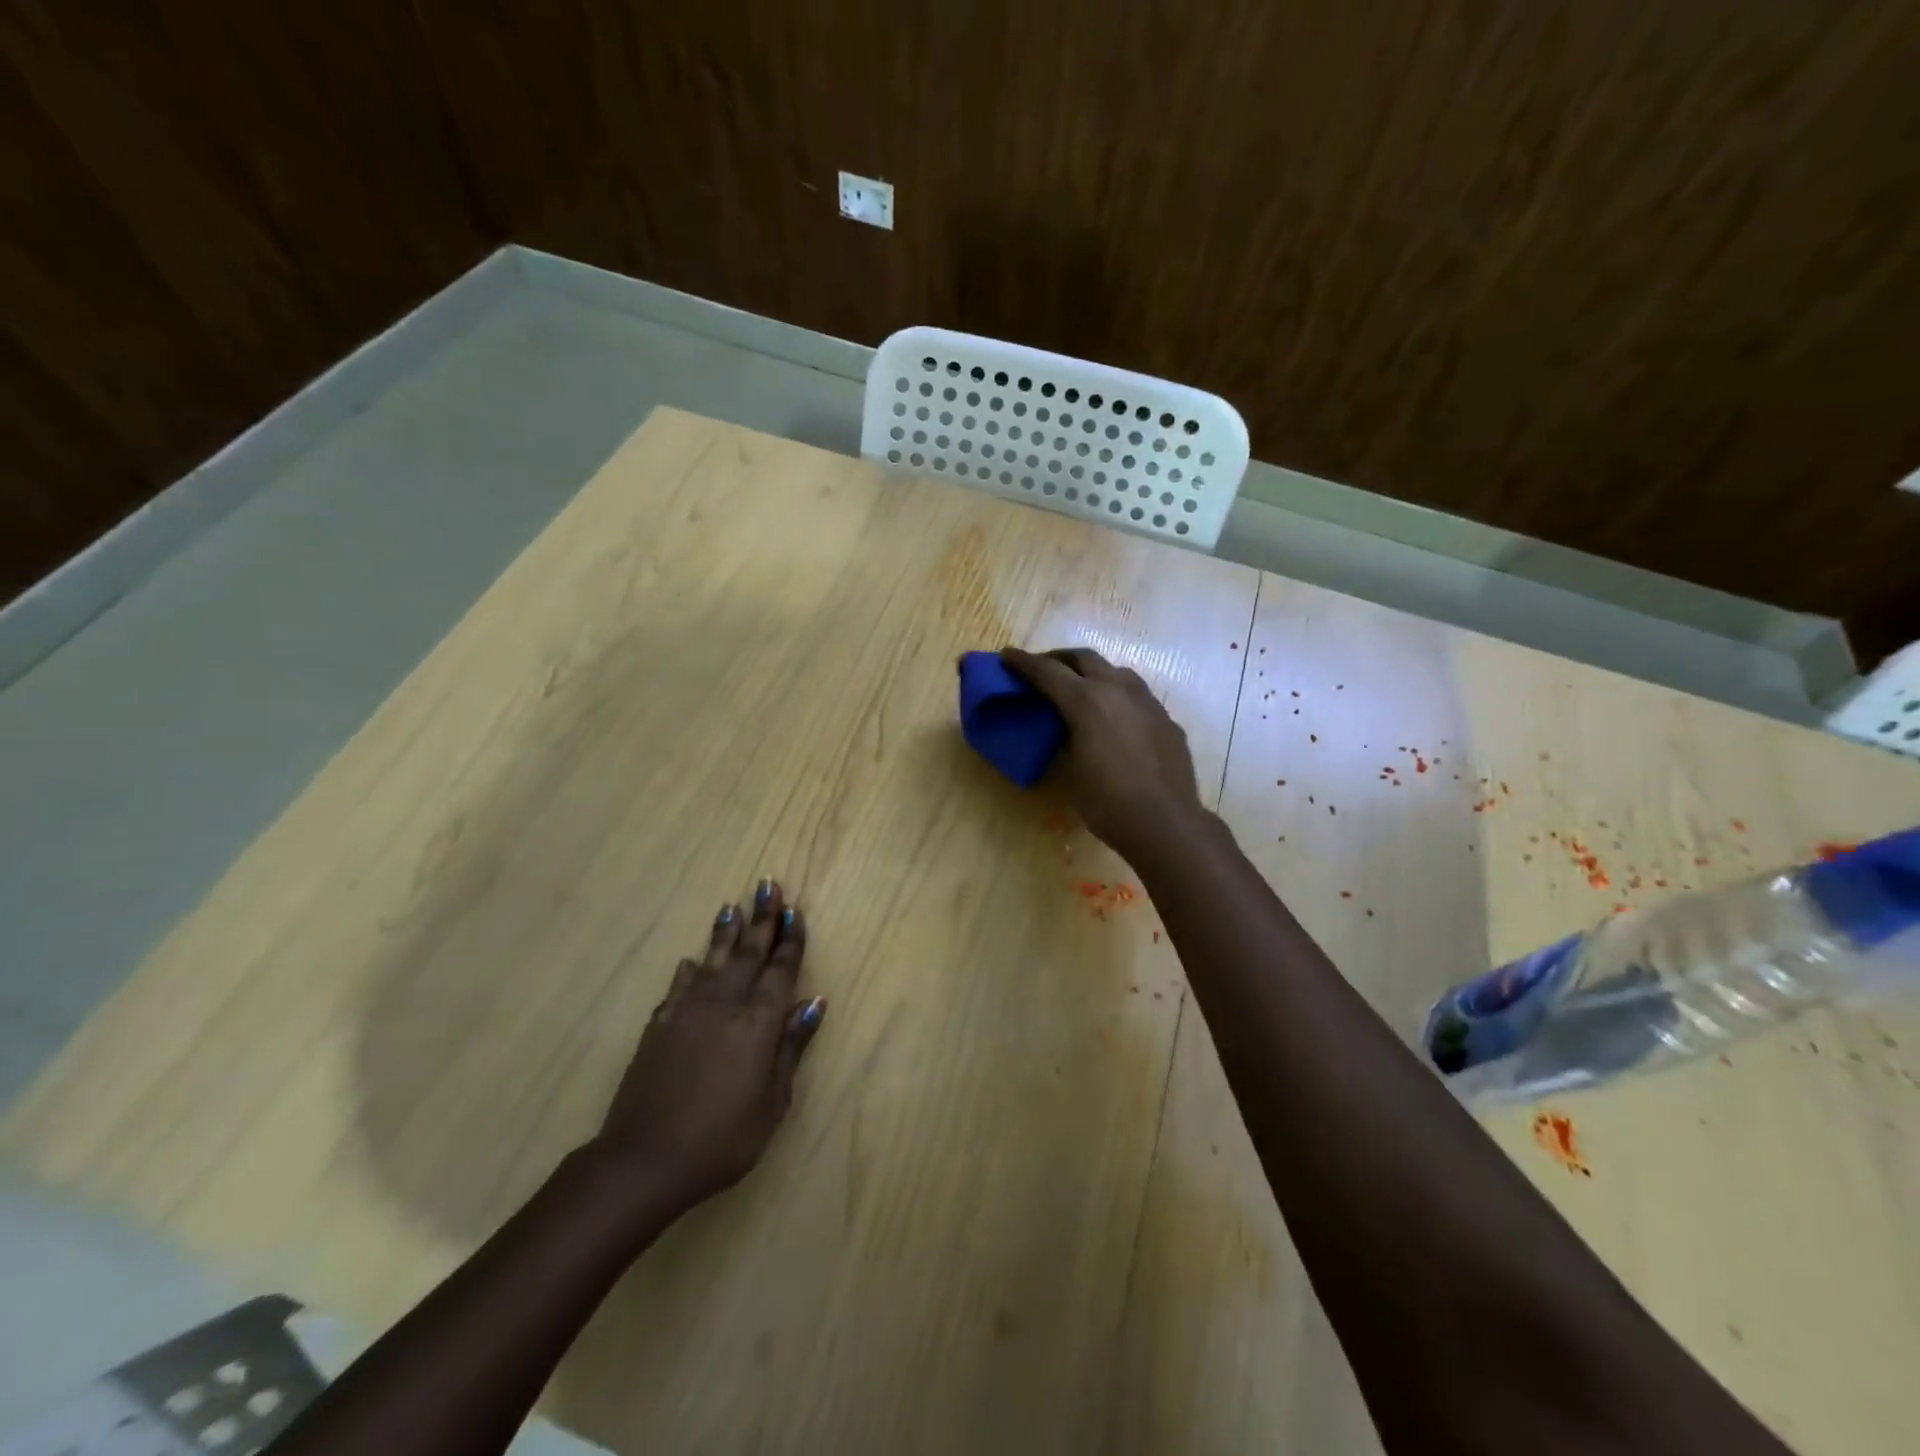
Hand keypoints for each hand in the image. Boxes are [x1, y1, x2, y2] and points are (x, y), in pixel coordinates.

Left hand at [590, 879, 826, 1214]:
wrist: (644, 1158)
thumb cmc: (722, 1138)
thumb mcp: (772, 1101)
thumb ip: (791, 1046)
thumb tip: (814, 1003)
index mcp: (758, 1022)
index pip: (780, 969)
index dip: (790, 939)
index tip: (794, 911)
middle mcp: (725, 1004)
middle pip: (748, 951)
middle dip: (761, 918)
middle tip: (768, 885)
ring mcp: (688, 1010)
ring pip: (713, 959)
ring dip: (725, 931)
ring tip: (733, 906)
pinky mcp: (660, 1024)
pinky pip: (680, 985)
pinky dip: (691, 969)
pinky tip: (694, 960)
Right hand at [1001, 647, 1203, 860]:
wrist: (1164, 822)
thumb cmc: (1107, 801)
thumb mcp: (1072, 768)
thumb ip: (1067, 737)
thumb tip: (1066, 726)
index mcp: (1086, 701)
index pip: (1048, 671)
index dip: (1024, 663)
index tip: (1007, 656)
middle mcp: (1118, 690)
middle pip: (1084, 658)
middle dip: (1060, 659)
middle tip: (1043, 669)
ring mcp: (1147, 702)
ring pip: (1116, 671)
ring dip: (1093, 673)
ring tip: (1081, 689)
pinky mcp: (1166, 719)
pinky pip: (1137, 697)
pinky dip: (1117, 697)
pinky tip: (1115, 720)